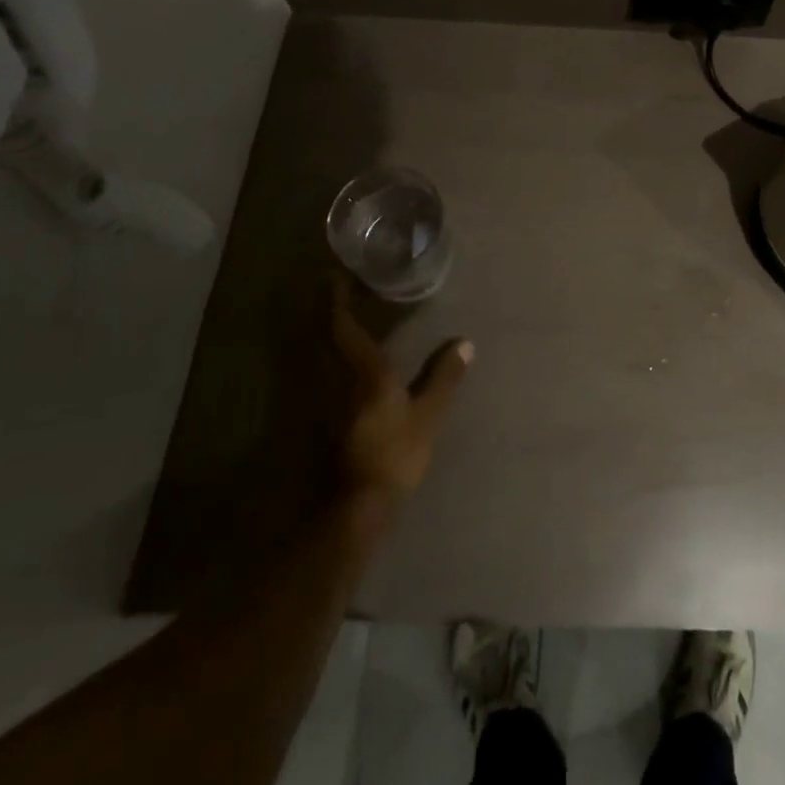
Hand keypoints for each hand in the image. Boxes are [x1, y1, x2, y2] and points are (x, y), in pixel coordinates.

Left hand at [329, 275, 472, 501]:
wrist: (357, 506)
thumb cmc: (395, 453)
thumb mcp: (429, 415)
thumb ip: (444, 377)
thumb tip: (465, 343)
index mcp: (365, 373)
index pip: (344, 329)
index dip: (337, 302)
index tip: (334, 277)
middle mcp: (337, 382)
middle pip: (324, 340)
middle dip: (326, 314)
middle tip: (335, 292)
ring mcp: (325, 404)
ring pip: (319, 360)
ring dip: (325, 336)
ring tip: (338, 321)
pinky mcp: (324, 425)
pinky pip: (323, 379)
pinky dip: (328, 362)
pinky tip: (340, 366)